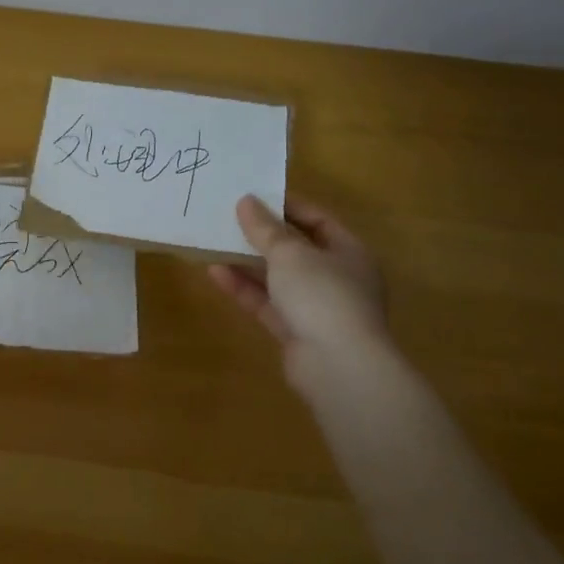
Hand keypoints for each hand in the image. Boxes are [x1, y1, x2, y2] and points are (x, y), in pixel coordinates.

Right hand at [207, 196, 387, 357]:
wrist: (337, 366)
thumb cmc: (322, 295)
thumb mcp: (289, 253)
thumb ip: (265, 228)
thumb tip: (246, 201)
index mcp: (349, 252)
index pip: (318, 220)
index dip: (288, 206)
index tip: (254, 196)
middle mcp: (337, 278)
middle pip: (296, 250)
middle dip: (263, 236)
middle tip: (229, 218)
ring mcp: (317, 308)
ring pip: (278, 278)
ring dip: (248, 262)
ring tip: (214, 243)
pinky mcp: (296, 332)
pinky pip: (267, 303)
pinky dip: (244, 288)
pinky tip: (216, 273)